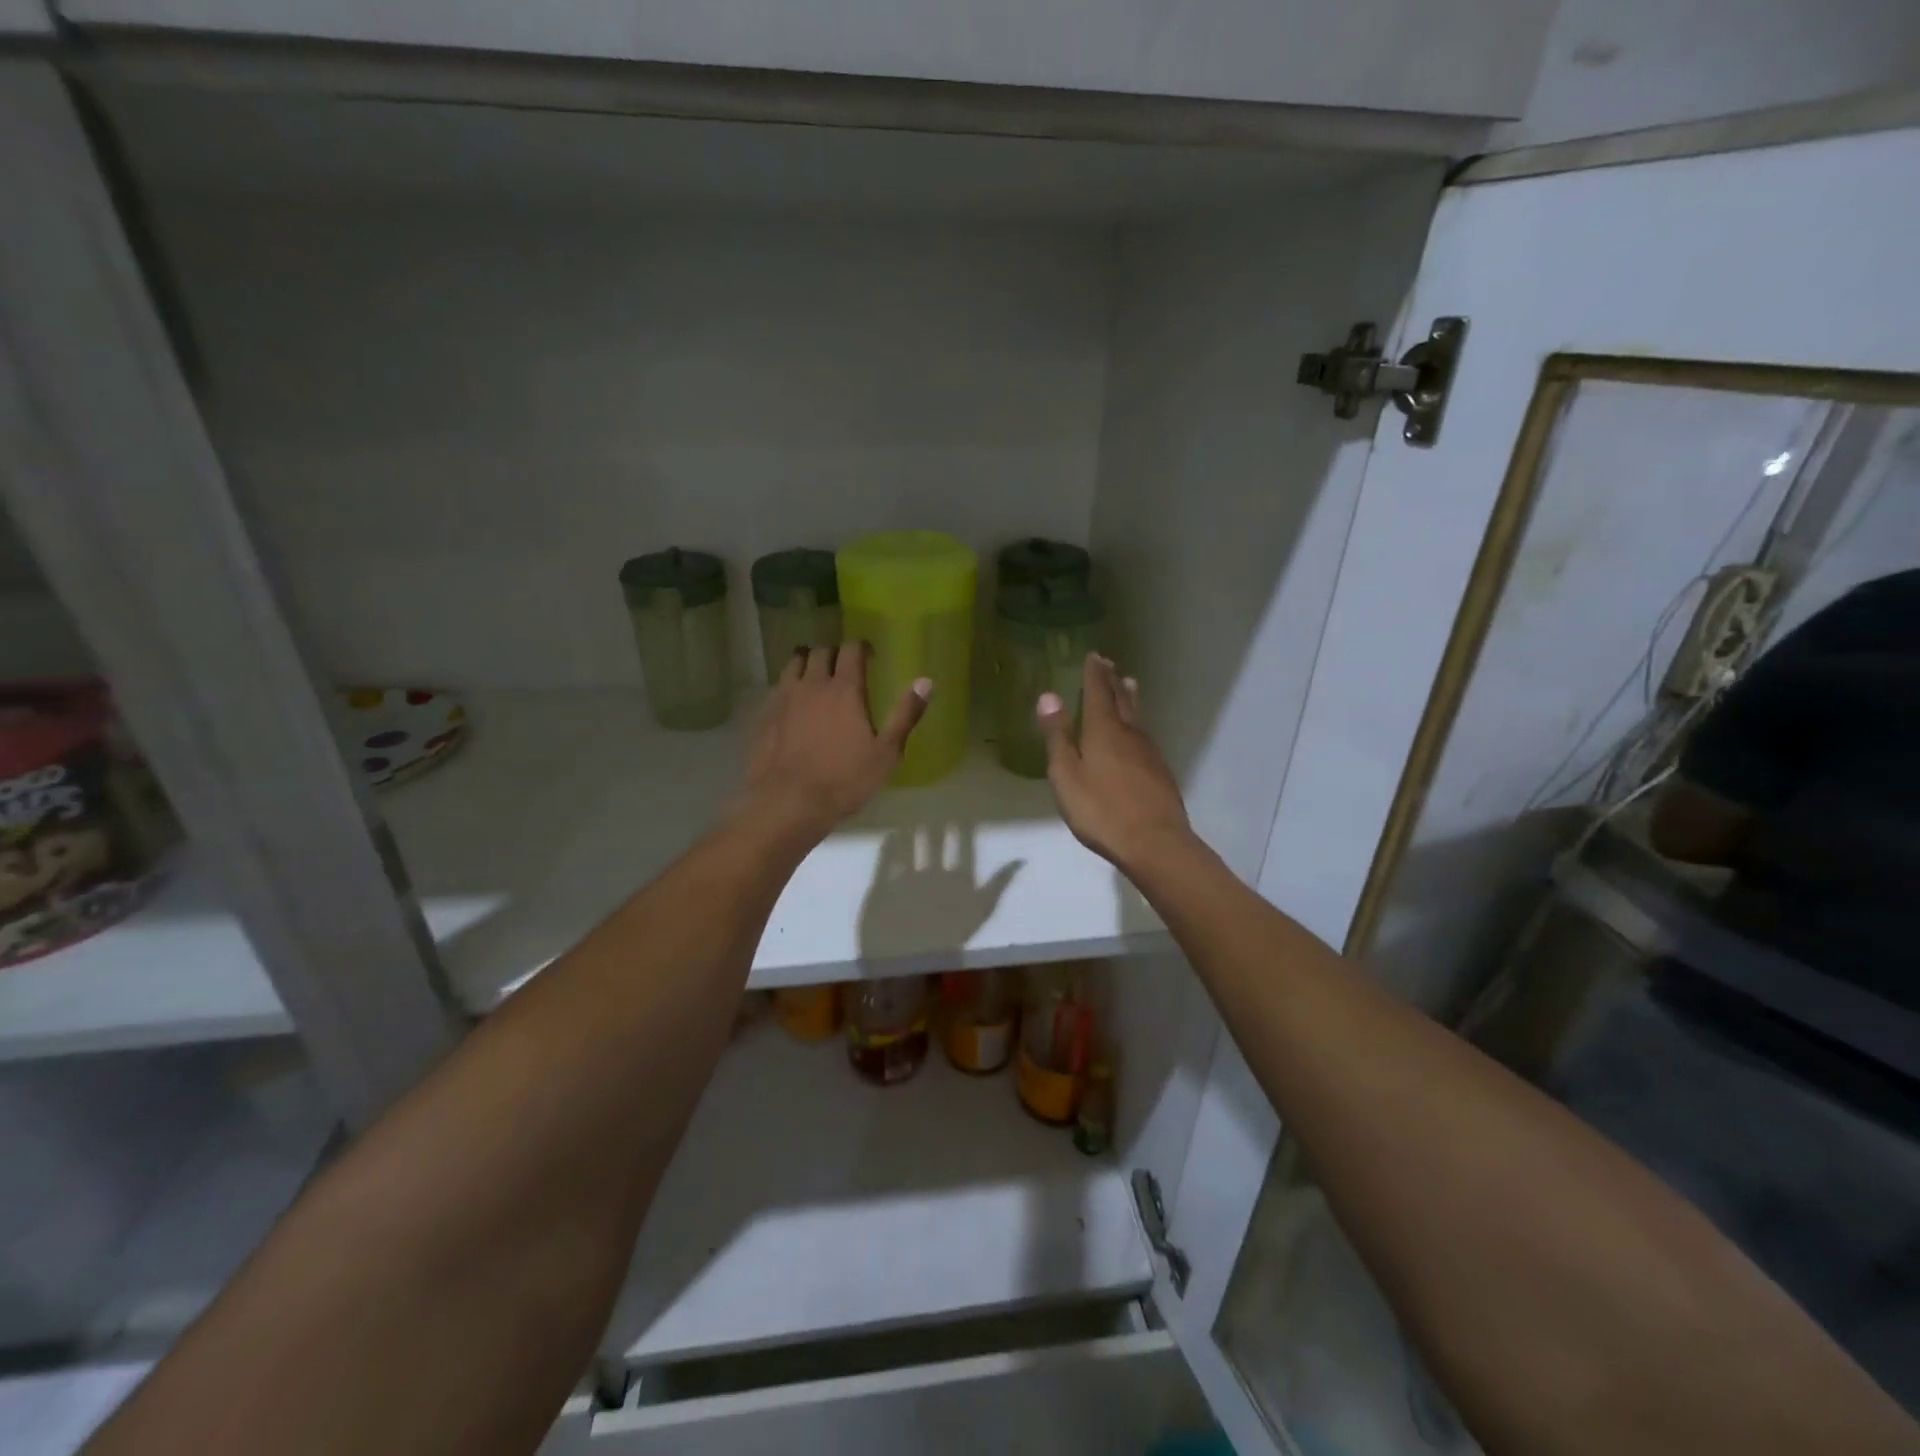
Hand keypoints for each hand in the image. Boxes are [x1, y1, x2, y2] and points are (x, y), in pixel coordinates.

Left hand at [736, 643, 930, 842]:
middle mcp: (812, 684)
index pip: (851, 649)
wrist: (787, 803)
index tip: (870, 655)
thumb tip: (926, 681)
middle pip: (821, 651)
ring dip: (807, 662)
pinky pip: (776, 687)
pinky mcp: (763, 715)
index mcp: (844, 689)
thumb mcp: (886, 753)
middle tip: (844, 667)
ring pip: (793, 663)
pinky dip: (788, 686)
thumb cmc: (844, 780)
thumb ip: (905, 714)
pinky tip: (792, 703)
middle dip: (835, 653)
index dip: (862, 647)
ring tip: (815, 676)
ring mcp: (783, 697)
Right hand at [1038, 654, 1192, 870]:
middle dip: (1112, 681)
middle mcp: (1129, 734)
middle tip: (1109, 663)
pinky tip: (1137, 733)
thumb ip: (1058, 736)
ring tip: (1128, 684)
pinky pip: (1145, 735)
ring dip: (1129, 697)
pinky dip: (1137, 722)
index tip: (1094, 656)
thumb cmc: (1101, 810)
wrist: (1154, 842)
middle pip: (1121, 700)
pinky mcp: (1159, 772)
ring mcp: (1148, 753)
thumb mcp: (1067, 775)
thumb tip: (1049, 696)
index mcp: (1103, 731)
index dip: (1094, 674)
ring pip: (1137, 716)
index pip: (1098, 693)